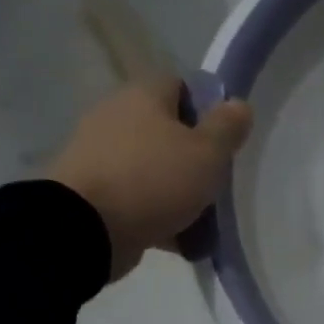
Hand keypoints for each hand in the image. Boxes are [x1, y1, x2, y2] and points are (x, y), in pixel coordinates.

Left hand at [47, 77, 252, 280]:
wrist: (85, 228)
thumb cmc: (155, 180)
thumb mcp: (208, 152)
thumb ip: (227, 127)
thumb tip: (238, 104)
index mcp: (142, 96)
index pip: (180, 86)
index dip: (206, 109)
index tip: (223, 140)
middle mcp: (114, 116)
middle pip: (164, 130)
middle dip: (191, 156)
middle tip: (213, 181)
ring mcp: (97, 154)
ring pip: (150, 166)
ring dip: (173, 188)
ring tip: (198, 219)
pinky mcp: (88, 190)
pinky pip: (132, 196)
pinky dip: (153, 213)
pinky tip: (174, 237)